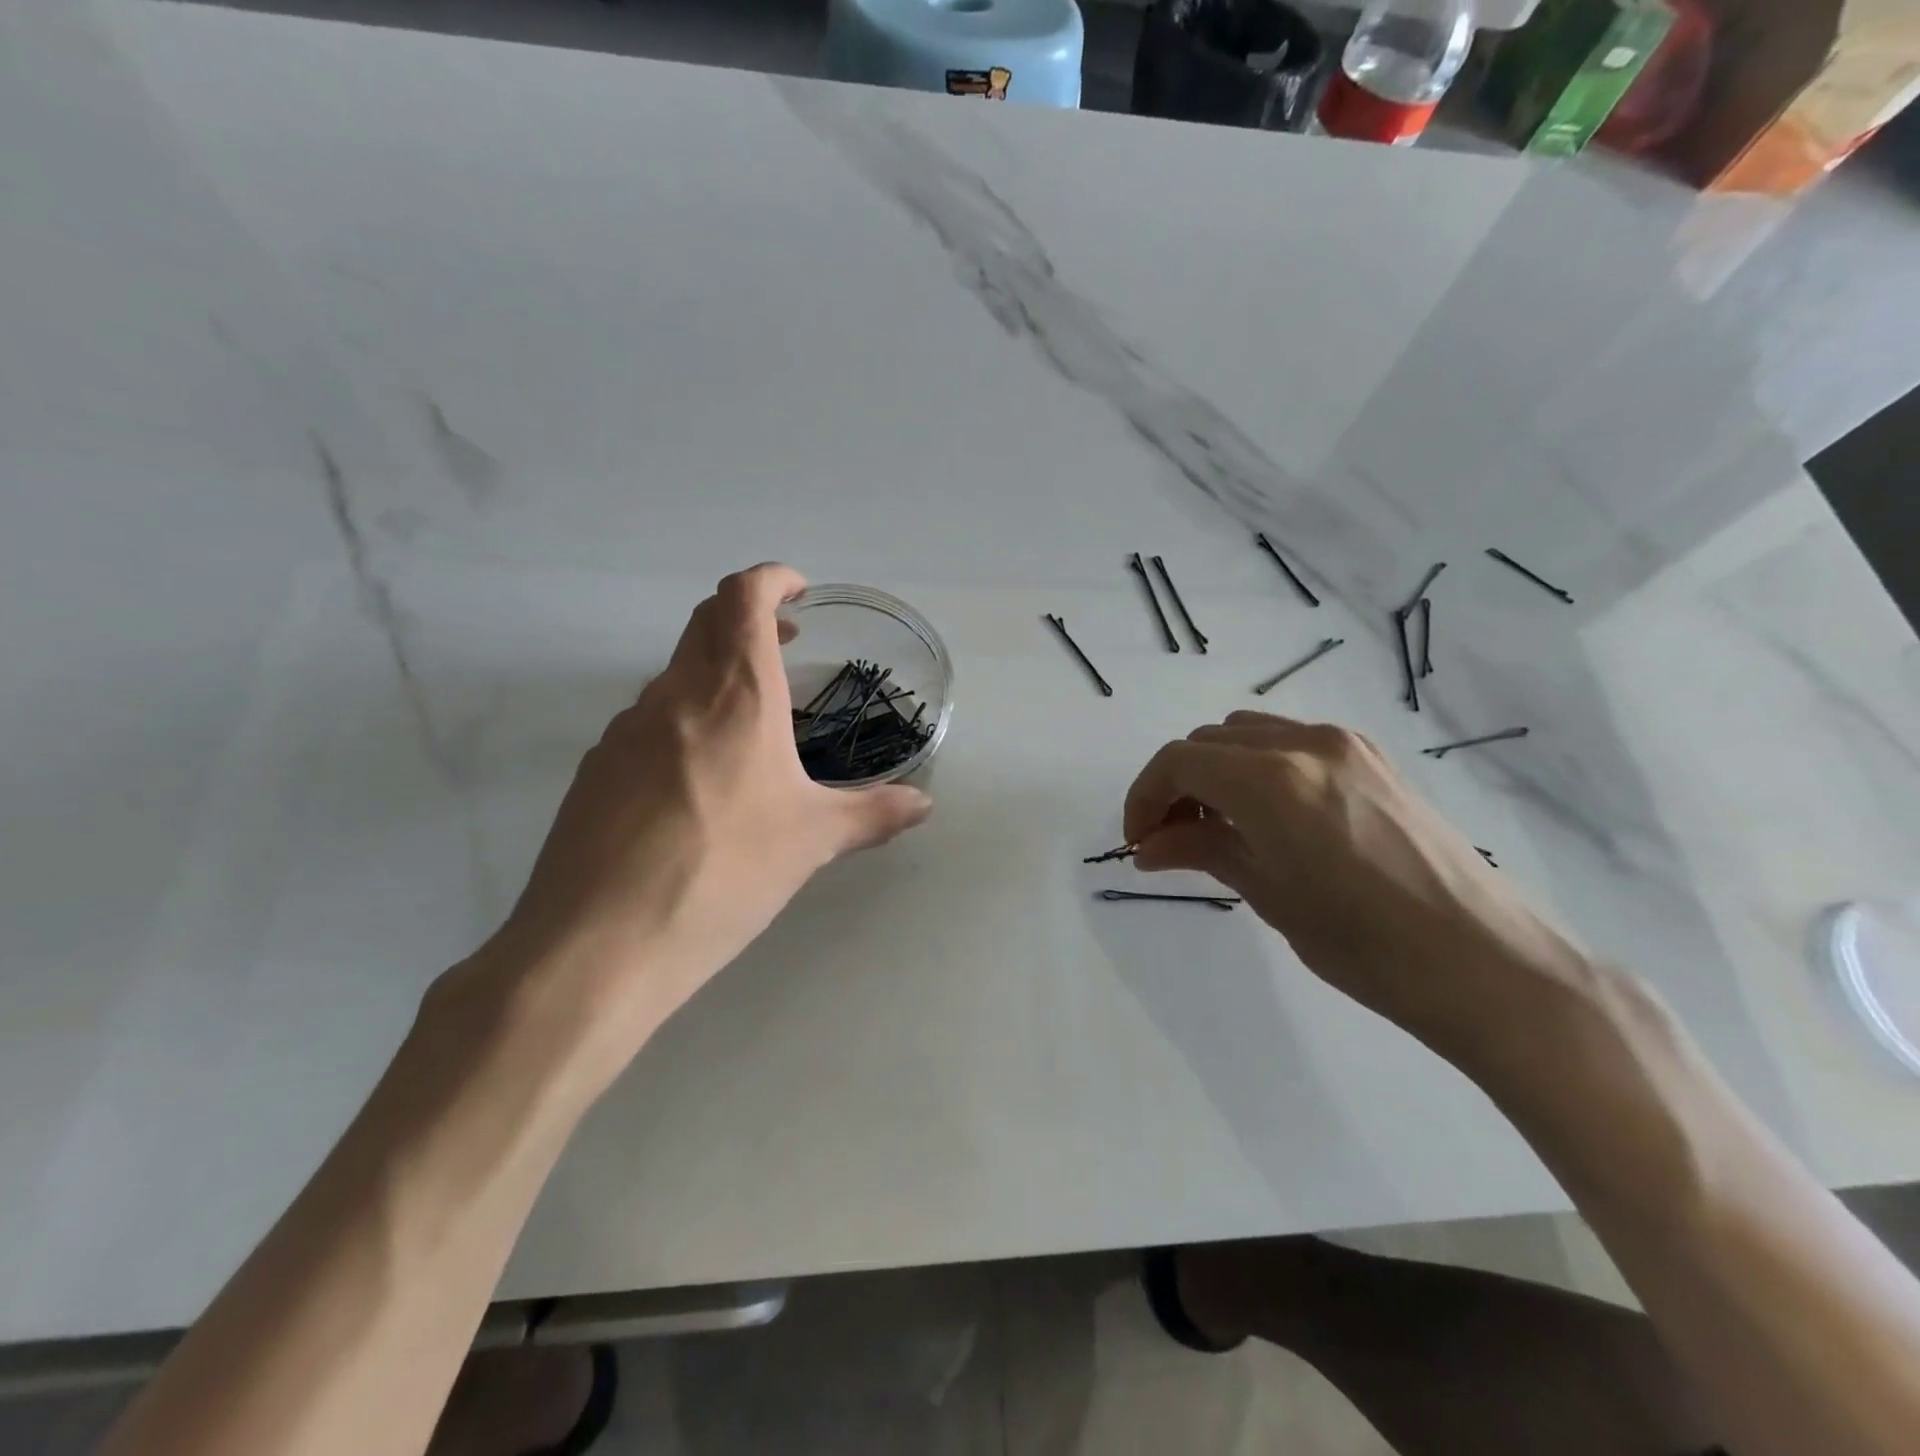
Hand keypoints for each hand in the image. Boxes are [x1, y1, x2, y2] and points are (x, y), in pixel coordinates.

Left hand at [460, 564, 930, 1084]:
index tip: (798, 593)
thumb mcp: (812, 842)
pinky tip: (700, 780)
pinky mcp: (596, 770)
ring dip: (715, 672)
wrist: (601, 943)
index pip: (743, 597)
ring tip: (752, 721)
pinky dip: (683, 718)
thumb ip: (873, 814)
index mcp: (734, 694)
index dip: (771, 579)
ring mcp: (625, 729)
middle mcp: (674, 695)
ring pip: (675, 673)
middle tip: (787, 644)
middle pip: (705, 621)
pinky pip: (648, 721)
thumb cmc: (725, 872)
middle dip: (747, 616)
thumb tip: (923, 804)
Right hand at [1123, 712, 1585, 1054]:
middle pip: (1207, 742)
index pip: (1177, 762)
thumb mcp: (1268, 895)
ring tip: (1218, 829)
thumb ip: (1201, 852)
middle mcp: (1305, 743)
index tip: (1139, 843)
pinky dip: (1257, 768)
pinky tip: (1267, 818)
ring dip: (1215, 772)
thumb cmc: (1366, 946)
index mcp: (1272, 780)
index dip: (1144, 798)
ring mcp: (1345, 744)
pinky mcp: (1373, 757)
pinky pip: (1289, 743)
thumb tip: (1148, 846)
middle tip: (1172, 841)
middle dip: (1176, 786)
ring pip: (1246, 735)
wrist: (1488, 965)